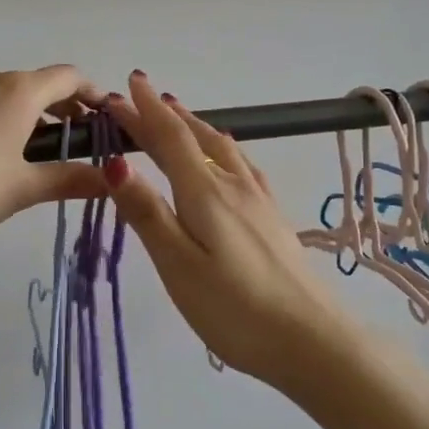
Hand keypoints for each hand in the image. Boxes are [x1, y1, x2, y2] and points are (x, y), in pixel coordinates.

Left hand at [0, 65, 111, 250]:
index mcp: (17, 92)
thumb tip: (110, 178)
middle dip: (53, 109)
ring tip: (10, 154)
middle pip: (30, 84)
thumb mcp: (22, 190)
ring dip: (11, 114)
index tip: (101, 115)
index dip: (91, 93)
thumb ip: (69, 180)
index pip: (68, 77)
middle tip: (62, 143)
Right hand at [101, 71, 364, 386]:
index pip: (170, 139)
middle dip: (164, 114)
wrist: (313, 340)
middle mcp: (234, 185)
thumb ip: (147, 213)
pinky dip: (222, 148)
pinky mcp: (273, 218)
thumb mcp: (178, 265)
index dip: (145, 112)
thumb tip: (115, 162)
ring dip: (195, 126)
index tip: (124, 87)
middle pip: (195, 138)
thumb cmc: (235, 310)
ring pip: (221, 148)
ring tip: (178, 113)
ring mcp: (259, 200)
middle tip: (140, 94)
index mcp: (206, 193)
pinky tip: (229, 156)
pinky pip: (242, 165)